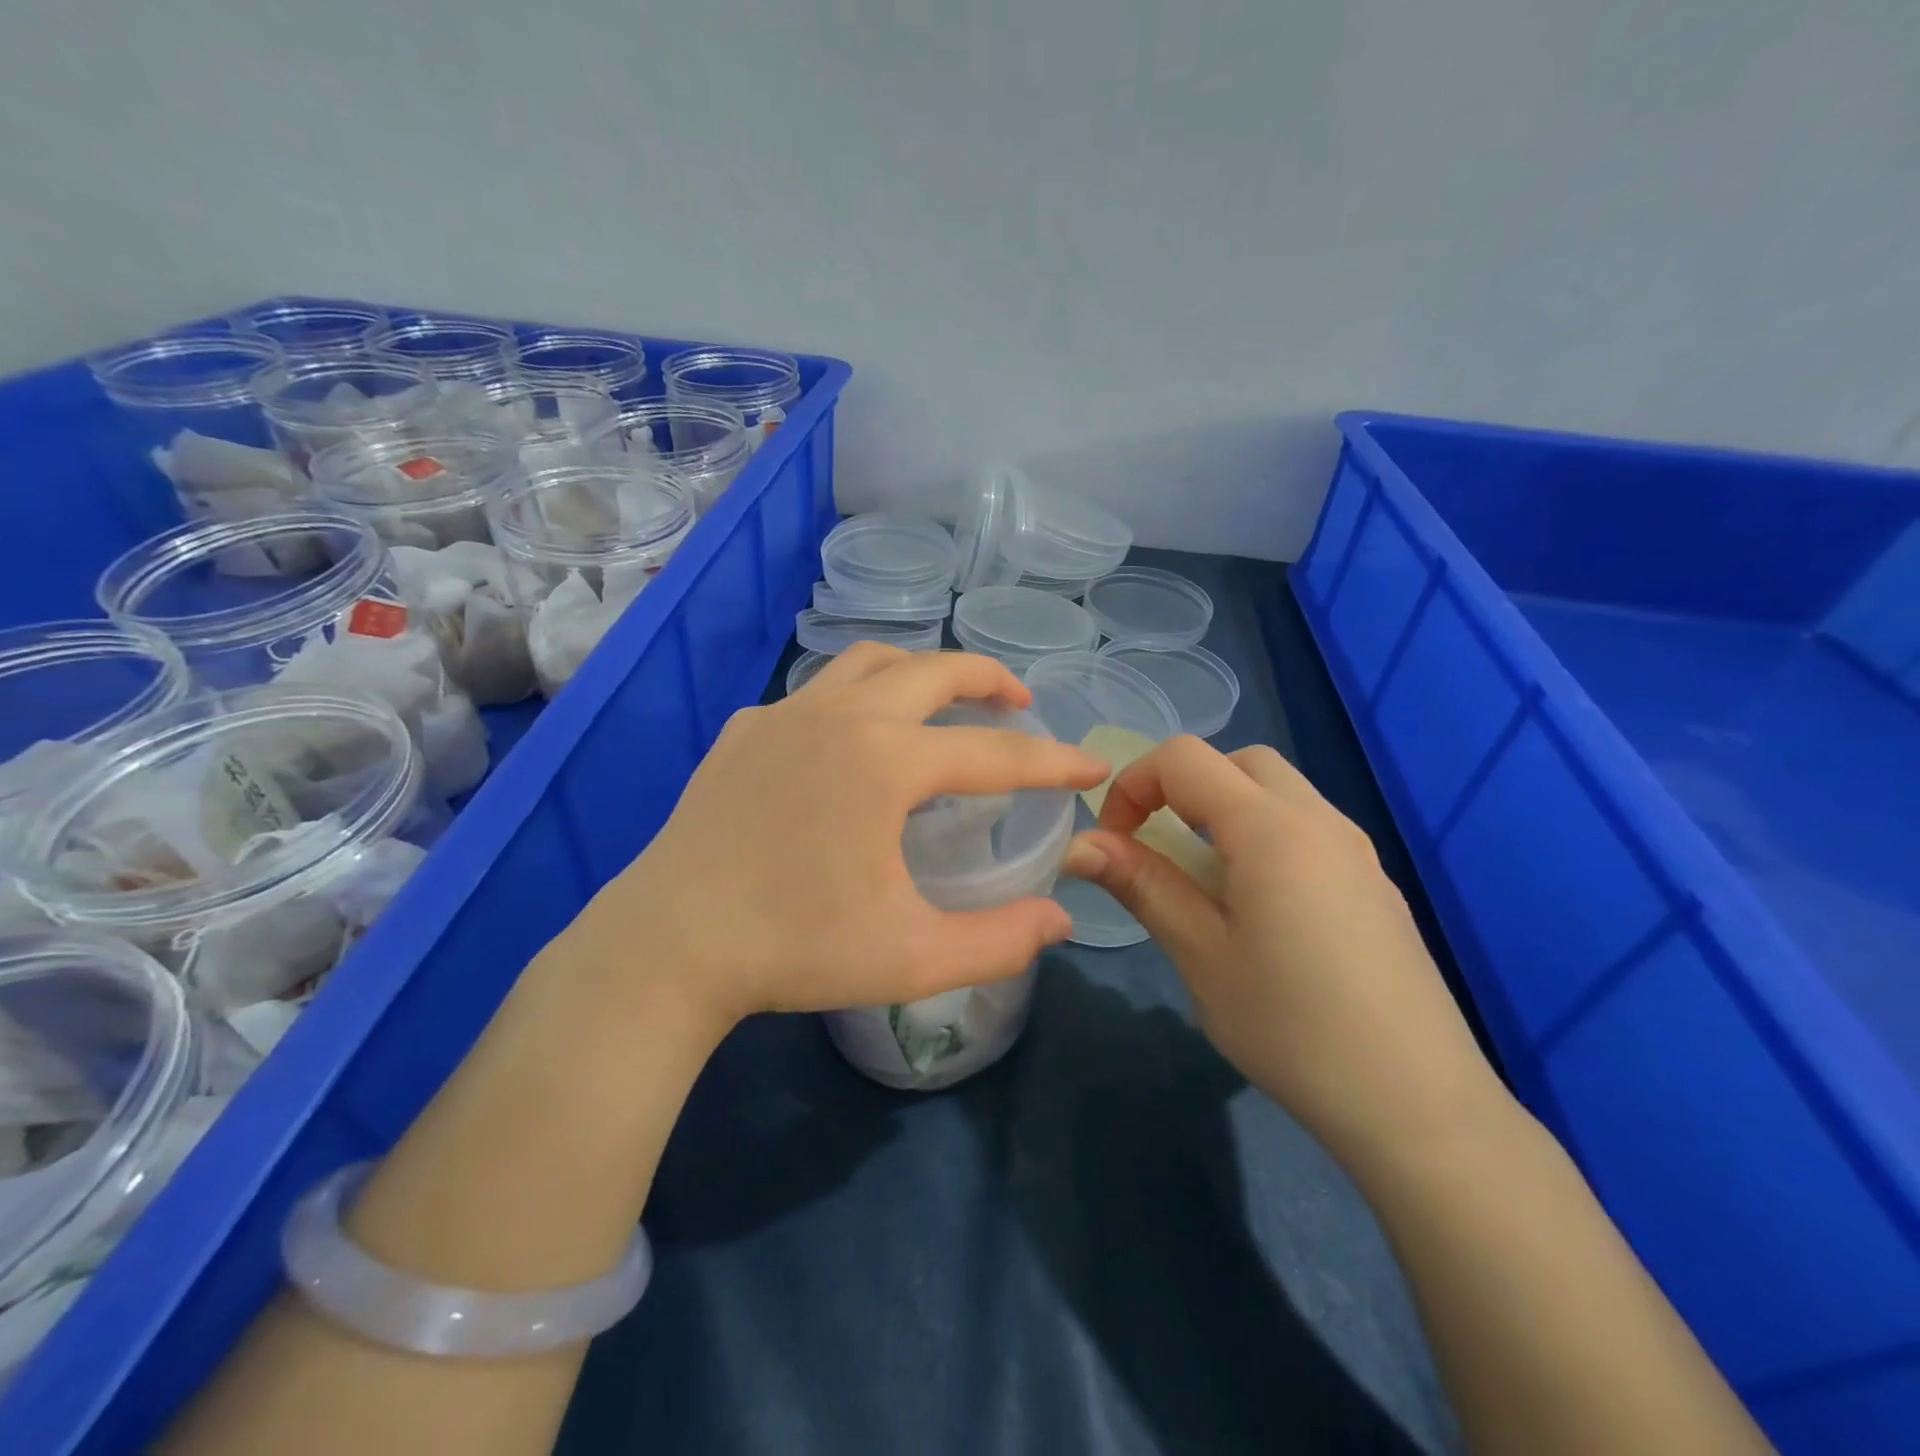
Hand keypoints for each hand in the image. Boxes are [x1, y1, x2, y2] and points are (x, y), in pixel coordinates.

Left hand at [575, 645, 1108, 1038]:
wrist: (668, 945)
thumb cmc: (794, 949)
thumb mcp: (912, 957)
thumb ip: (999, 941)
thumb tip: (1060, 920)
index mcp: (886, 761)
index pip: (995, 753)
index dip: (1053, 762)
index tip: (1092, 766)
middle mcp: (840, 716)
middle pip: (934, 671)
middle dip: (989, 680)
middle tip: (1020, 703)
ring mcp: (785, 714)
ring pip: (870, 663)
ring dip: (920, 672)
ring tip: (944, 699)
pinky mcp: (745, 729)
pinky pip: (817, 694)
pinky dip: (855, 699)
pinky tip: (852, 741)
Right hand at [1061, 737, 1505, 1171]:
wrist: (1420, 1106)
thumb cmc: (1293, 1028)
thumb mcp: (1201, 955)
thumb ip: (1143, 884)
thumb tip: (1079, 845)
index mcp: (1271, 828)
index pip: (1184, 758)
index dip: (1134, 785)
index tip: (1115, 843)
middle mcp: (1320, 820)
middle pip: (1237, 761)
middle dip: (1182, 786)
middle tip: (1159, 848)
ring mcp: (1356, 850)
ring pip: (1278, 790)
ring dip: (1224, 809)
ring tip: (1204, 881)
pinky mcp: (1374, 883)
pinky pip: (1307, 827)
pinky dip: (1263, 835)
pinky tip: (1260, 909)